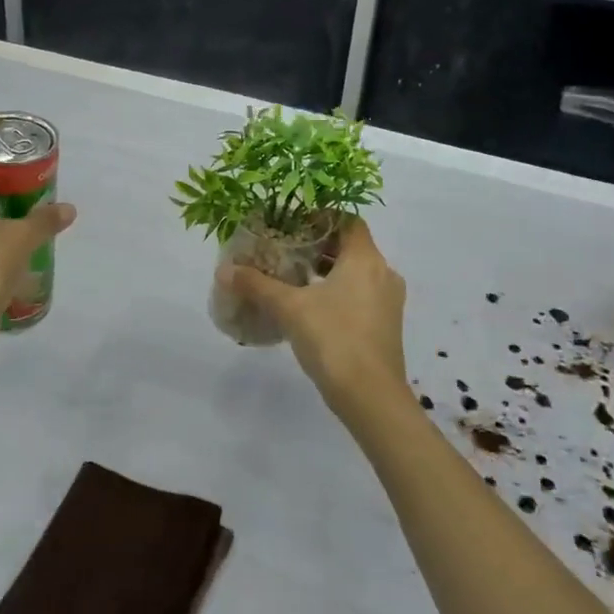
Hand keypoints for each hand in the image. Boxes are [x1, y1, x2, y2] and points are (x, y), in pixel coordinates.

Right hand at [218, 217, 407, 421]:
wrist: (372, 397)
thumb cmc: (334, 339)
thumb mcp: (289, 308)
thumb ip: (257, 285)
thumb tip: (225, 269)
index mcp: (365, 259)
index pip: (348, 220)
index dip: (321, 216)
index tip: (293, 223)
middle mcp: (383, 274)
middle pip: (352, 246)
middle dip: (319, 246)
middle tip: (286, 249)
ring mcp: (388, 302)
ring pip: (357, 272)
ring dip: (328, 271)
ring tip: (294, 278)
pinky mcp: (386, 326)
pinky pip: (362, 295)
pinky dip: (339, 292)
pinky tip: (311, 308)